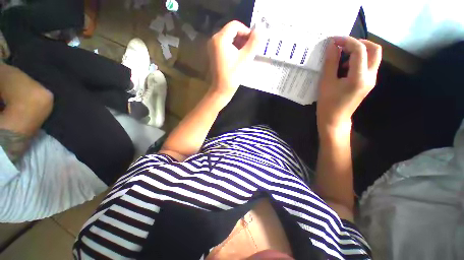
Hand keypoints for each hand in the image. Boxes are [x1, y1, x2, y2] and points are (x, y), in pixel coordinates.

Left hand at [208, 20, 259, 98]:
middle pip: (231, 31)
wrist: (221, 89)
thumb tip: (260, 31)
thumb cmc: (233, 75)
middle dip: (243, 38)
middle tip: (251, 48)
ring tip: (246, 53)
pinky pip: (225, 45)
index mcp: (220, 38)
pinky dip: (234, 48)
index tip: (254, 42)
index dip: (246, 31)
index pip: (235, 25)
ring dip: (239, 43)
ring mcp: (213, 47)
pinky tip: (239, 57)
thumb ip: (254, 43)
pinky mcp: (214, 54)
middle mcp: (214, 39)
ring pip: (229, 39)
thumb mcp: (245, 58)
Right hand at [317, 36, 381, 136]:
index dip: (347, 41)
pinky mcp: (368, 83)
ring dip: (359, 51)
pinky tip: (345, 67)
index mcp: (359, 77)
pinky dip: (358, 60)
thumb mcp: (326, 83)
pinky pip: (368, 65)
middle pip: (374, 50)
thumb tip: (332, 46)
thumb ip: (330, 63)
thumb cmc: (328, 103)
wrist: (335, 119)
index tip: (334, 40)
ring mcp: (371, 80)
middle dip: (359, 42)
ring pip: (373, 57)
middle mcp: (370, 76)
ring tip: (342, 56)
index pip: (359, 50)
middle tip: (343, 45)